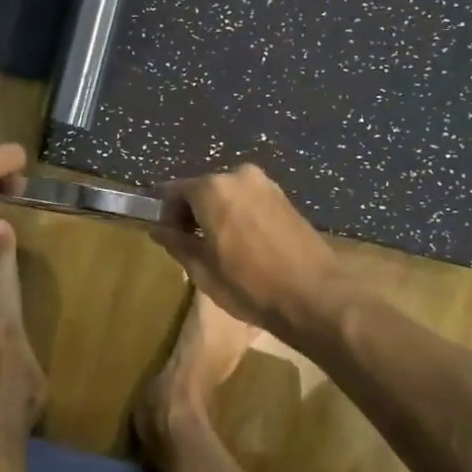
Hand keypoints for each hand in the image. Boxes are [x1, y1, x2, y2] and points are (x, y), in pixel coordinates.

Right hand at [152, 164, 343, 333]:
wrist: (314, 295)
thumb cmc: (249, 284)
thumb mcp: (201, 268)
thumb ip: (175, 242)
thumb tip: (157, 228)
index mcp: (212, 188)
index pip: (173, 192)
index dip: (165, 214)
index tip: (168, 238)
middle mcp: (238, 176)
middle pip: (202, 190)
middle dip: (193, 213)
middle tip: (193, 247)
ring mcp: (266, 184)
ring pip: (227, 195)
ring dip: (218, 215)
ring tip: (221, 250)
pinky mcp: (285, 198)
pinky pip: (249, 201)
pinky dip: (239, 216)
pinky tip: (245, 246)